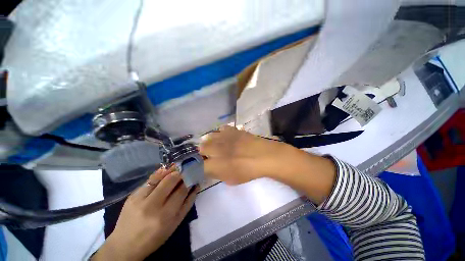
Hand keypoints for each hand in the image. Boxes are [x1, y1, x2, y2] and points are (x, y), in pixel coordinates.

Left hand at [92, 166, 198, 260]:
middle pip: (171, 180)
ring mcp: (139, 199)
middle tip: (186, 169)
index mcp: (165, 216)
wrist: (125, 245)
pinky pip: (149, 179)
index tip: (194, 175)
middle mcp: (152, 205)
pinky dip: (160, 173)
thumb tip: (196, 186)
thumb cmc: (155, 237)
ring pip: (159, 177)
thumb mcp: (174, 224)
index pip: (181, 191)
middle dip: (181, 173)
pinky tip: (165, 170)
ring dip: (171, 170)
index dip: (189, 180)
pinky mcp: (132, 195)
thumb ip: (187, 204)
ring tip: (178, 167)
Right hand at [199, 126, 335, 203]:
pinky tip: (225, 137)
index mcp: (216, 163)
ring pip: (209, 137)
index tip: (199, 166)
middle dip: (202, 152)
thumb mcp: (231, 179)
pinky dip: (221, 133)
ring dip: (210, 142)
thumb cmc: (249, 171)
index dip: (196, 165)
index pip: (198, 165)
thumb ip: (217, 174)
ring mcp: (225, 137)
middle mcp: (217, 148)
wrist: (265, 156)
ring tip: (215, 145)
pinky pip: (222, 129)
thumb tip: (209, 169)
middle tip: (207, 155)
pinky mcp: (233, 130)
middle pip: (201, 148)